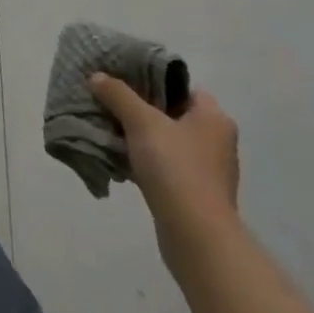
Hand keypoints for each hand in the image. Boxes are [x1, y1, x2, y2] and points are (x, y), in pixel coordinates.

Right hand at [90, 74, 240, 254]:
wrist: (195, 235)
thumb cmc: (175, 168)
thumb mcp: (141, 121)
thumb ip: (118, 95)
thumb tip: (97, 77)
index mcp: (214, 119)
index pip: (182, 87)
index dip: (153, 80)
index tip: (124, 80)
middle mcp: (216, 142)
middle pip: (172, 114)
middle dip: (141, 109)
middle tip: (111, 102)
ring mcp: (208, 171)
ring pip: (167, 142)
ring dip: (141, 137)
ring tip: (110, 129)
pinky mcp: (196, 196)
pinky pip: (166, 167)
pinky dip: (145, 162)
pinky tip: (121, 160)